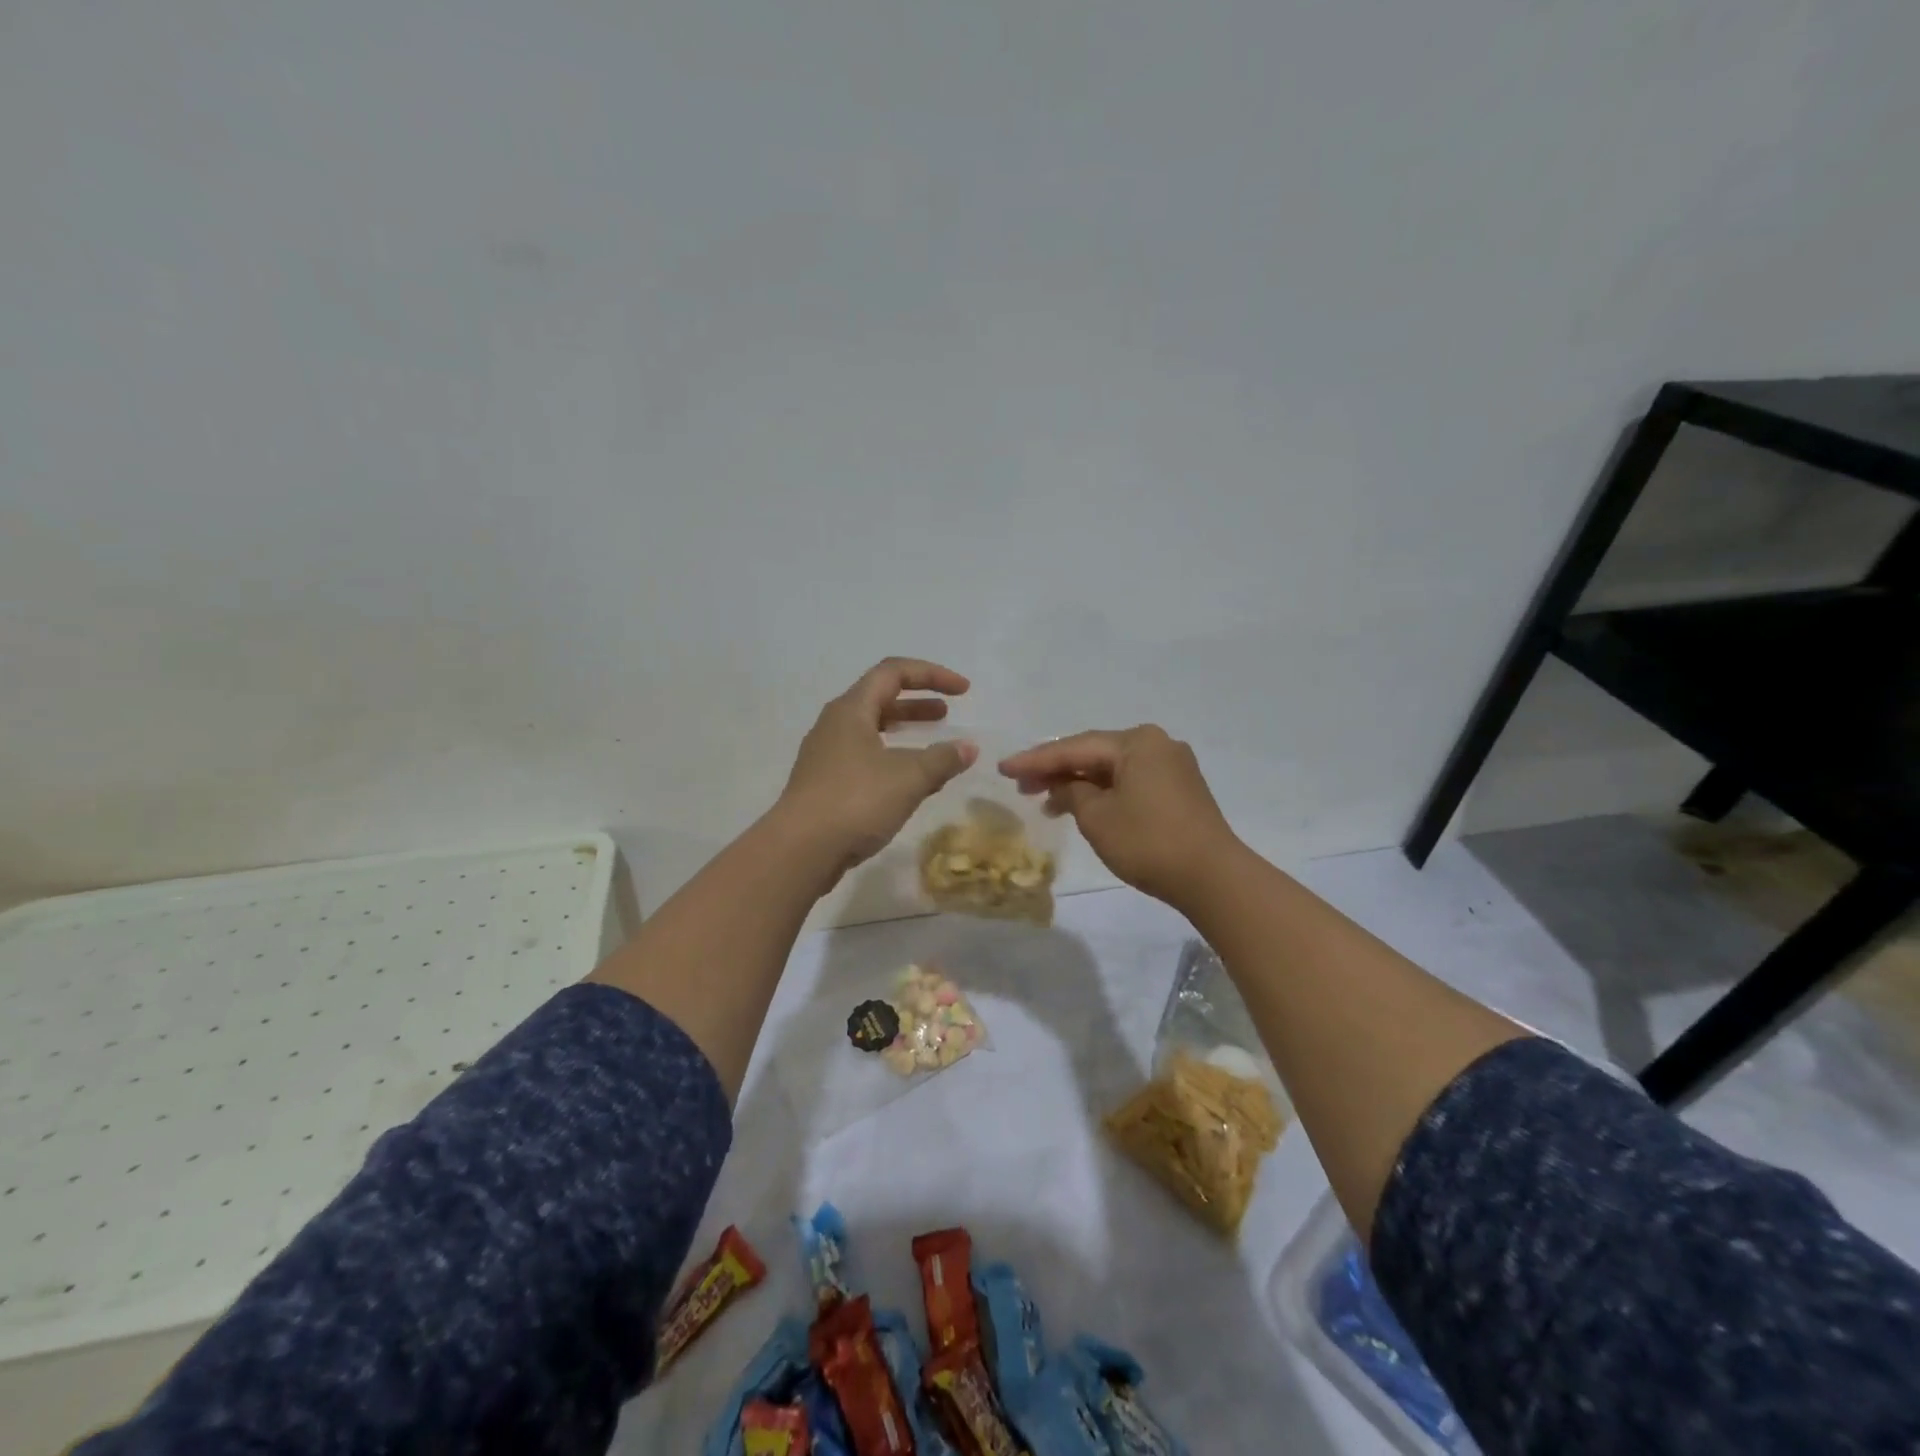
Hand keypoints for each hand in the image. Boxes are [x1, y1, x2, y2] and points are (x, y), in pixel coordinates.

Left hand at [776, 658, 978, 880]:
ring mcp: (826, 756)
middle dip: (917, 703)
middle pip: (880, 699)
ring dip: (905, 733)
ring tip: (934, 747)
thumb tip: (968, 747)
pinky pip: (865, 759)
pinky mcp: (825, 785)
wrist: (799, 851)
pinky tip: (912, 784)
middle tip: (947, 713)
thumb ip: (942, 759)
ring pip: (872, 731)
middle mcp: (835, 725)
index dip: (932, 674)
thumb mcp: (908, 777)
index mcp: (851, 710)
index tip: (963, 690)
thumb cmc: (855, 801)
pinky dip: (893, 760)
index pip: (893, 672)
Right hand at [999, 725, 1239, 907]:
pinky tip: (1082, 807)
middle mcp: (1156, 744)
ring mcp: (1171, 766)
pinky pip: (1129, 781)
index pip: (1074, 748)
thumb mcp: (1097, 817)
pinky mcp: (1179, 789)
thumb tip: (1064, 788)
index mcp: (1136, 742)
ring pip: (1112, 769)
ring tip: (1045, 802)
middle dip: (1056, 770)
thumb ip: (1071, 794)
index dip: (1035, 760)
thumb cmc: (1148, 842)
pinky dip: (1103, 792)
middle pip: (1094, 754)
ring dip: (1078, 784)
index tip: (1004, 768)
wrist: (1212, 877)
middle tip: (1021, 786)